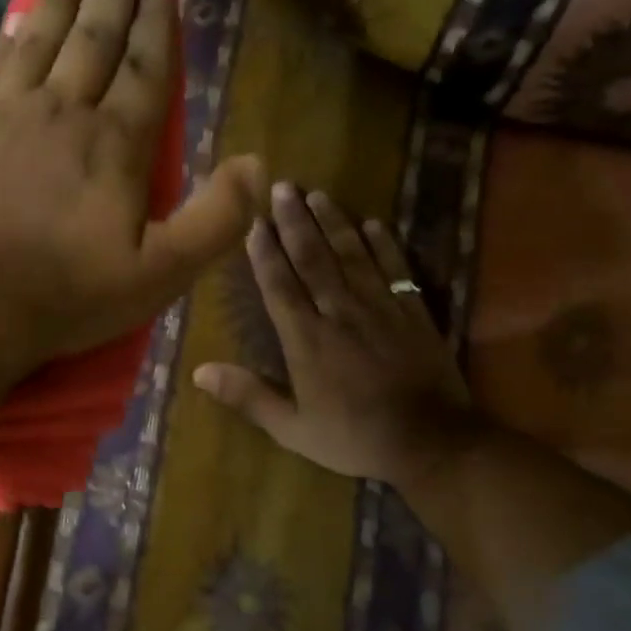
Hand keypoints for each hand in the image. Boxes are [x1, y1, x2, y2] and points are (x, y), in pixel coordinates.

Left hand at [0, 0, 263, 370]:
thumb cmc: (69, 294)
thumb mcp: (161, 274)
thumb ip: (216, 220)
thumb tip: (258, 164)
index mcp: (116, 143)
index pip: (143, 66)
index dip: (156, 21)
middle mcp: (65, 111)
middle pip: (94, 35)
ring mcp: (11, 114)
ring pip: (44, 36)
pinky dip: (15, 33)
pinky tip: (22, 14)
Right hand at [193, 184, 478, 489]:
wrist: (431, 443)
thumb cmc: (354, 438)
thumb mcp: (292, 429)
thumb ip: (248, 397)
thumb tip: (199, 372)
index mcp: (307, 340)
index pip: (280, 286)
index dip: (266, 253)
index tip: (255, 223)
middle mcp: (339, 313)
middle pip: (313, 259)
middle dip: (295, 222)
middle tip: (283, 187)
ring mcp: (380, 308)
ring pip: (352, 255)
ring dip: (333, 223)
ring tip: (318, 195)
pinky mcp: (414, 312)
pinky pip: (396, 268)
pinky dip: (384, 244)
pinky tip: (372, 223)